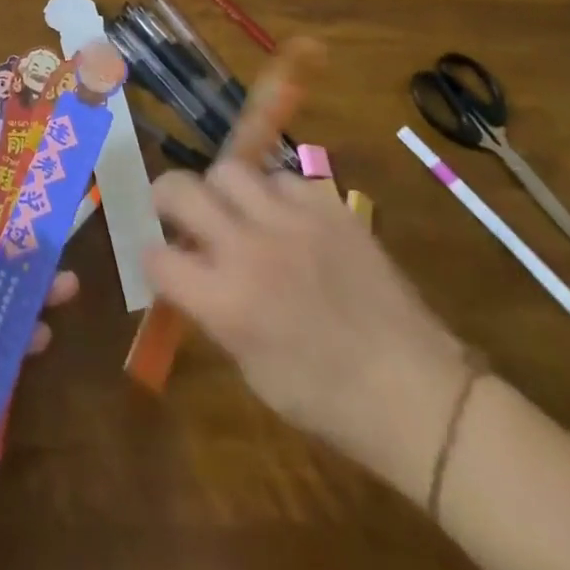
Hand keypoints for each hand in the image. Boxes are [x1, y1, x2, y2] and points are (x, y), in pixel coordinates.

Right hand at [143, 159, 470, 501]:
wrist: (417, 393)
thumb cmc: (328, 400)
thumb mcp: (252, 369)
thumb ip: (213, 311)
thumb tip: (191, 272)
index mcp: (225, 301)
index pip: (157, 256)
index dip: (152, 258)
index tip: (160, 261)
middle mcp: (248, 249)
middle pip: (179, 188)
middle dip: (165, 196)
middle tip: (173, 209)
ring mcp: (291, 220)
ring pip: (230, 169)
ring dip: (223, 190)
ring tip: (236, 209)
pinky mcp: (329, 207)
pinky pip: (284, 178)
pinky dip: (276, 194)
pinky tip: (287, 218)